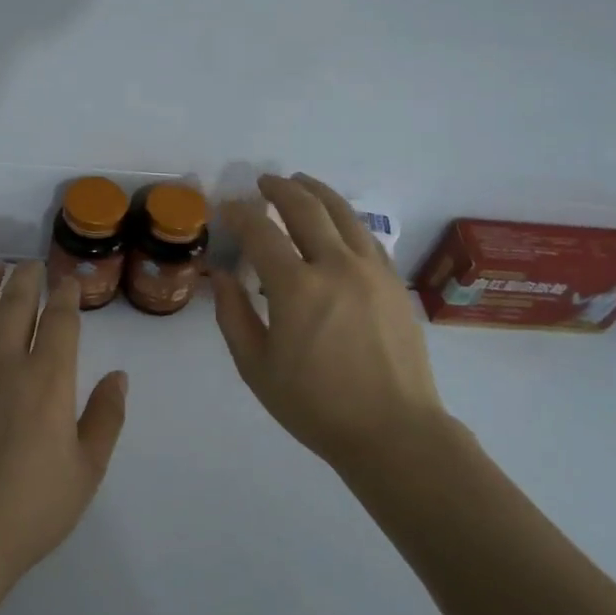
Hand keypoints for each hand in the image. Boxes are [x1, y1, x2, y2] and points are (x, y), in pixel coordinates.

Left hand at [0, 260, 127, 595]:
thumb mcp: (85, 472)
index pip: (61, 320)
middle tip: (31, 264)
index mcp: (48, 380)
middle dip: (27, 277)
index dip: (67, 294)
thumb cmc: (28, 510)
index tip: (69, 280)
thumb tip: (119, 375)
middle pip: (17, 303)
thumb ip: (105, 418)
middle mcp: (5, 362)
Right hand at [212, 174, 445, 471]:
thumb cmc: (315, 405)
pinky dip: (345, 219)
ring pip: (343, 213)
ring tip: (300, 182)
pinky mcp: (395, 283)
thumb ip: (233, 314)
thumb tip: (221, 274)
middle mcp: (336, 266)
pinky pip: (367, 236)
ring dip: (317, 192)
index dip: (239, 214)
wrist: (394, 432)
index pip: (261, 231)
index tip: (226, 207)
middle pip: (306, 208)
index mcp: (296, 287)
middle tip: (263, 182)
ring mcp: (371, 271)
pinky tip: (337, 222)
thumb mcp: (256, 367)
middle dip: (280, 188)